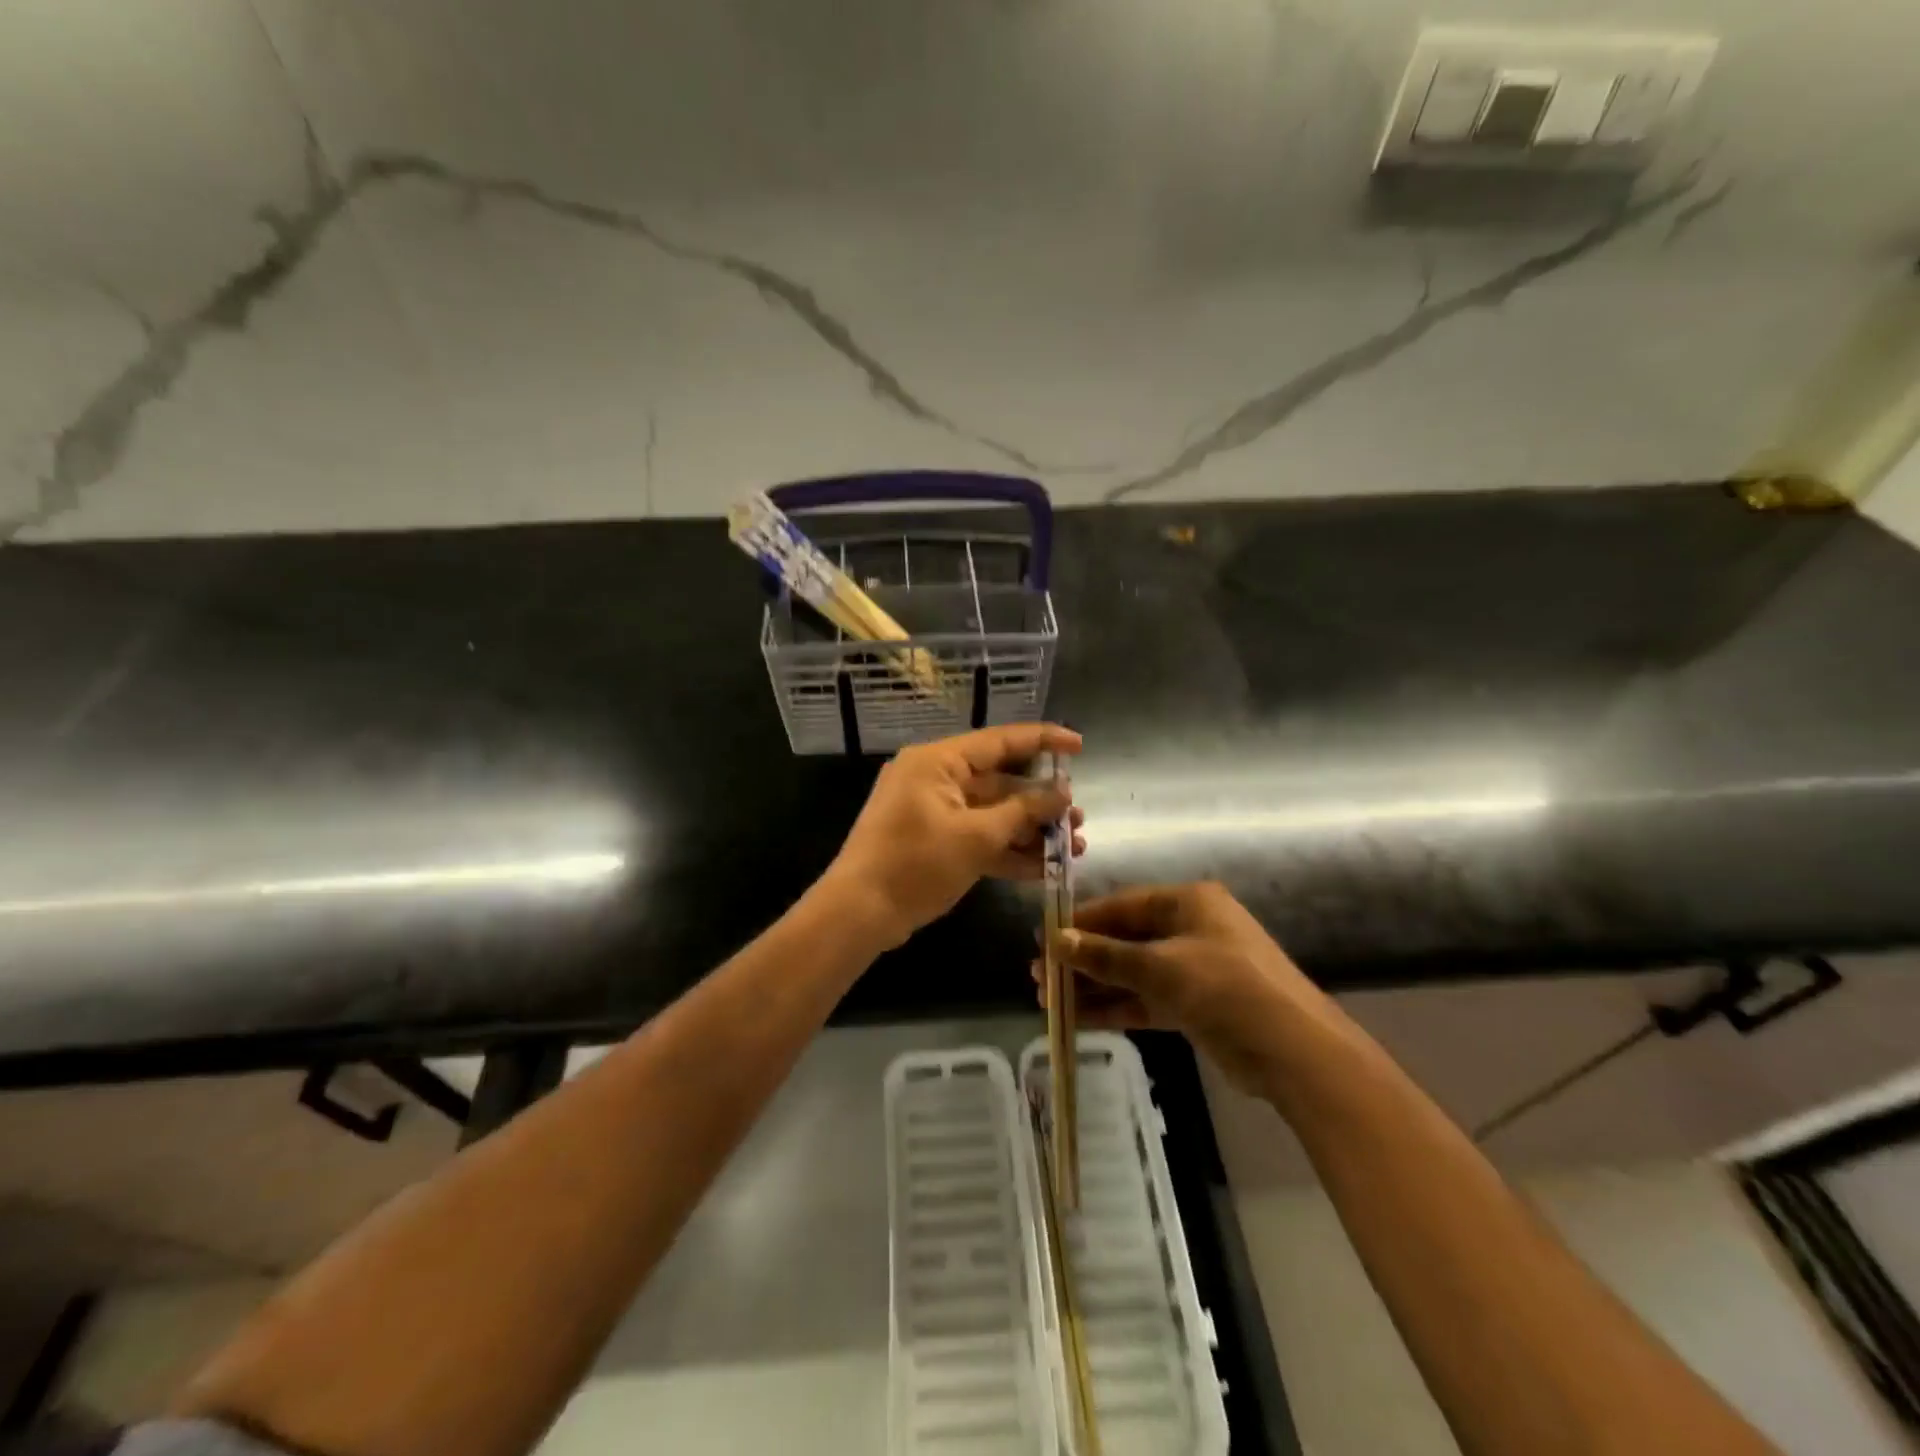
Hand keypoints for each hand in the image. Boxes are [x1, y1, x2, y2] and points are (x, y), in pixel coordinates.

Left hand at [827, 723, 1084, 949]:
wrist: (859, 914)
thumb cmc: (915, 865)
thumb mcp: (975, 837)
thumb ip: (1022, 812)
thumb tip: (1062, 794)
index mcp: (938, 762)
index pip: (999, 741)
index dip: (1043, 741)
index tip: (1079, 746)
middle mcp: (935, 779)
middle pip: (999, 781)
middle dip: (1041, 802)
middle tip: (1078, 818)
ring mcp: (933, 812)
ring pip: (992, 813)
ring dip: (1030, 830)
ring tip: (1074, 848)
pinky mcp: (934, 842)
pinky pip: (978, 837)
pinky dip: (1007, 850)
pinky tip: (1044, 867)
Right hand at [1042, 881, 1327, 1095]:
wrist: (1294, 1051)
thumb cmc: (1227, 988)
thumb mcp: (1162, 967)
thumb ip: (1107, 955)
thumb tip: (1056, 940)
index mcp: (1188, 902)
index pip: (1123, 906)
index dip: (1082, 922)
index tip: (1045, 939)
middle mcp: (1190, 929)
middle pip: (1125, 939)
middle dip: (1084, 959)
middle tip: (1041, 976)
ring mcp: (1193, 968)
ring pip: (1132, 973)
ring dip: (1094, 986)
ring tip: (1049, 1001)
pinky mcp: (1195, 1005)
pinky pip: (1145, 999)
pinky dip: (1115, 1007)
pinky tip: (1079, 1019)